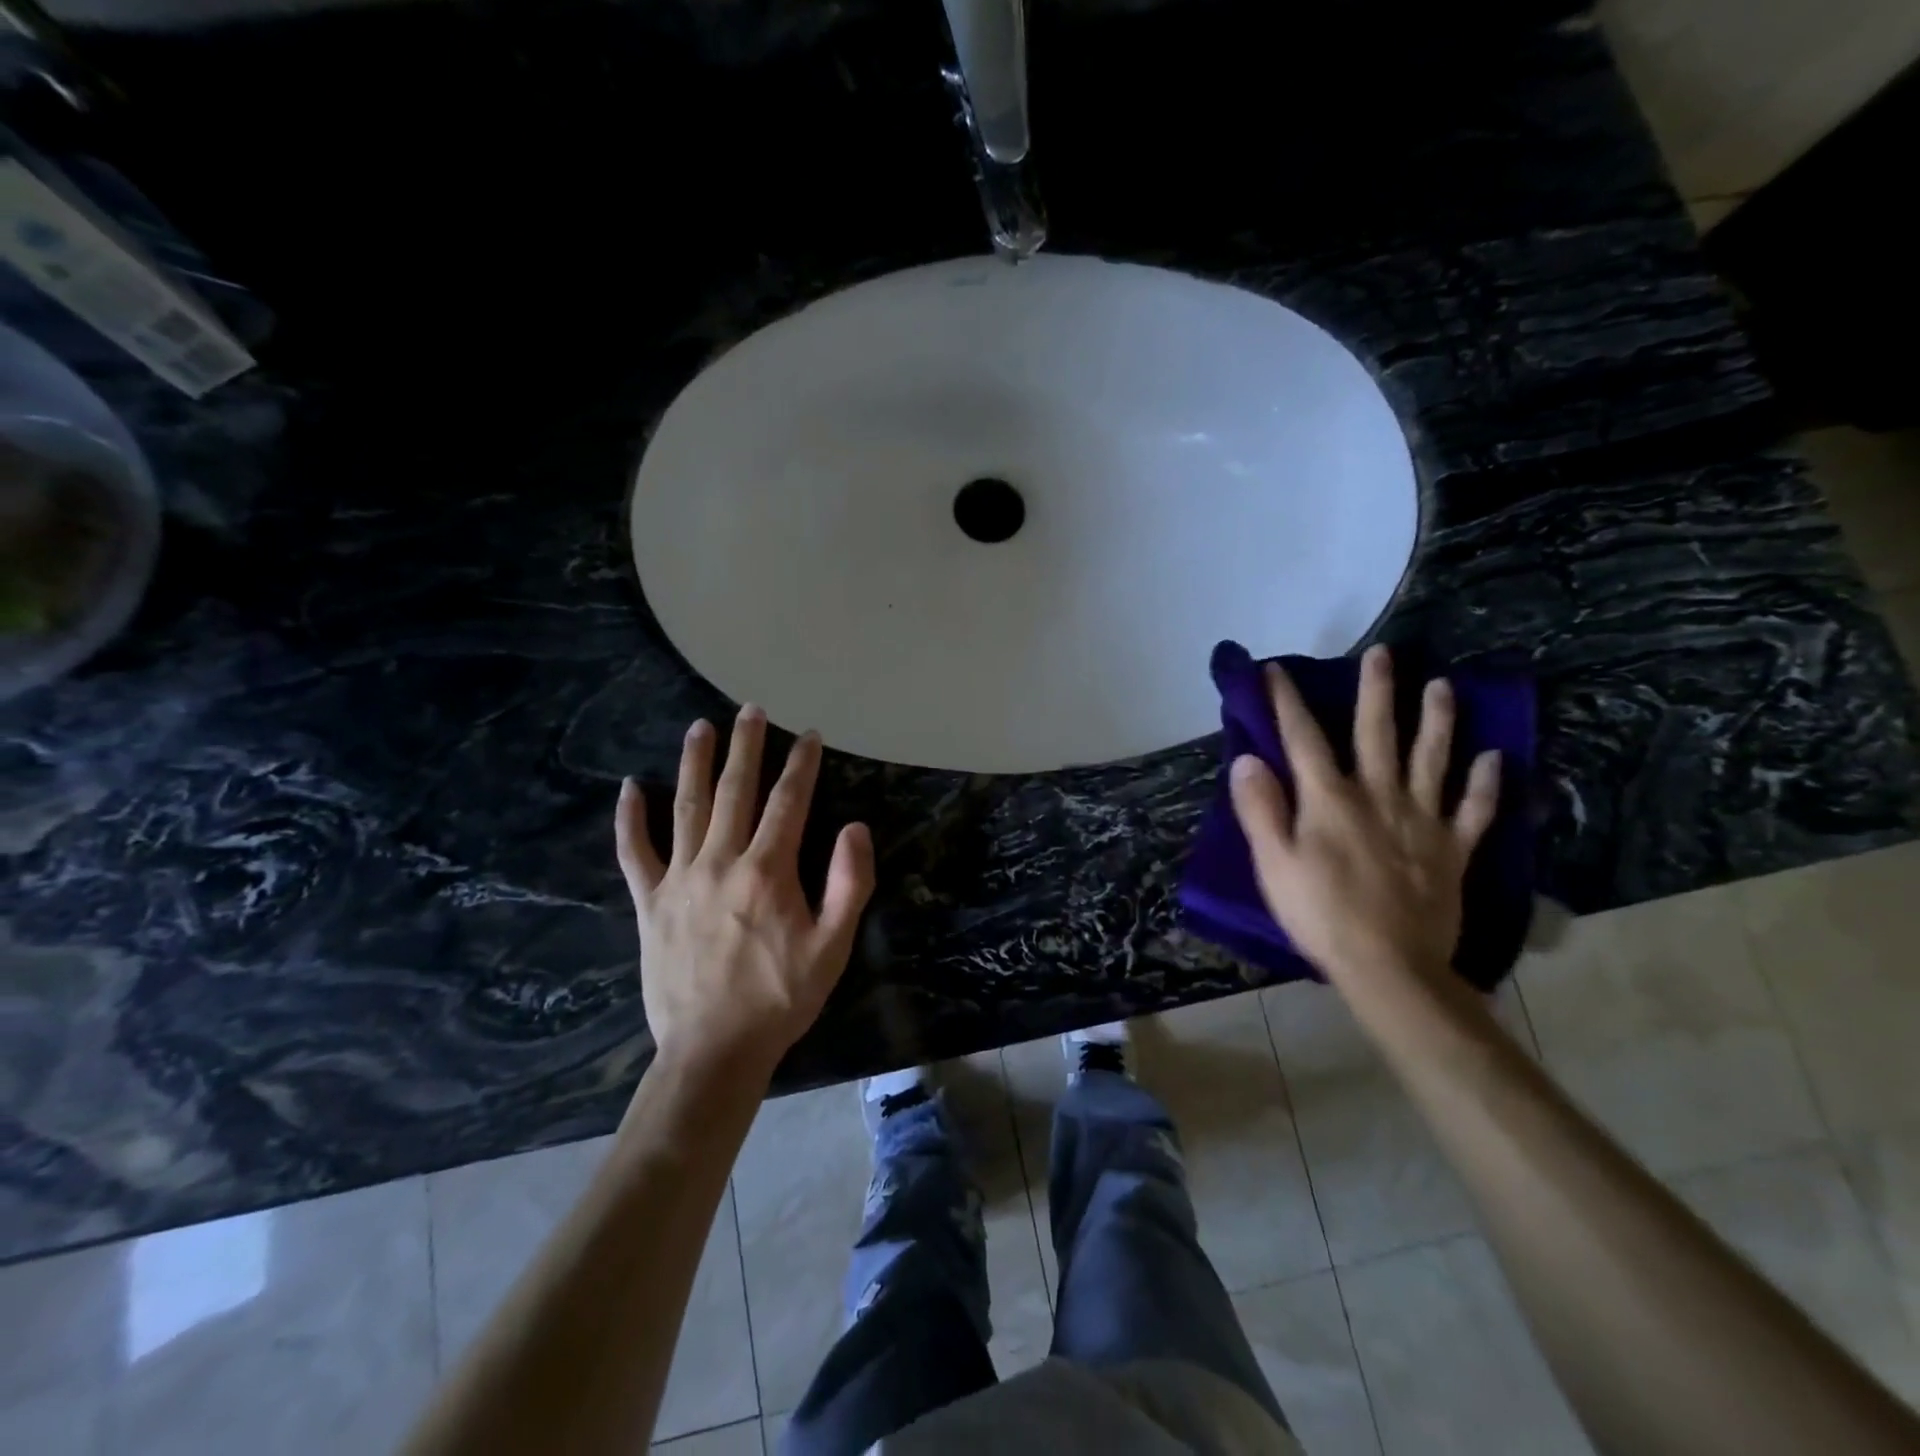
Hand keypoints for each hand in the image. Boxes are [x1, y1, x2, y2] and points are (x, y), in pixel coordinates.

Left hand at [615, 707, 874, 1075]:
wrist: (714, 1049)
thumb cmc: (780, 997)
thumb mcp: (833, 946)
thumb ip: (849, 883)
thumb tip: (856, 827)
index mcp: (768, 871)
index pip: (788, 802)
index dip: (801, 765)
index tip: (809, 736)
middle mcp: (721, 861)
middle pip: (735, 791)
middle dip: (746, 747)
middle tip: (751, 710)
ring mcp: (679, 879)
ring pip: (687, 808)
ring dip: (695, 764)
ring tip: (700, 728)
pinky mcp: (649, 903)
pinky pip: (635, 853)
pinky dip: (631, 819)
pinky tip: (631, 788)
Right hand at [1228, 644, 1500, 989]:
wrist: (1389, 966)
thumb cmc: (1320, 914)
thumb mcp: (1273, 864)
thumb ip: (1260, 809)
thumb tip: (1247, 760)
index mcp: (1329, 799)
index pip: (1303, 739)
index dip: (1287, 702)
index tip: (1277, 670)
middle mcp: (1379, 796)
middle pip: (1377, 733)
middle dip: (1376, 691)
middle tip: (1384, 653)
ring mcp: (1422, 820)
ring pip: (1432, 759)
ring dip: (1437, 721)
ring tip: (1442, 686)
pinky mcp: (1453, 850)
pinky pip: (1475, 810)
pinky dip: (1486, 784)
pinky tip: (1494, 759)